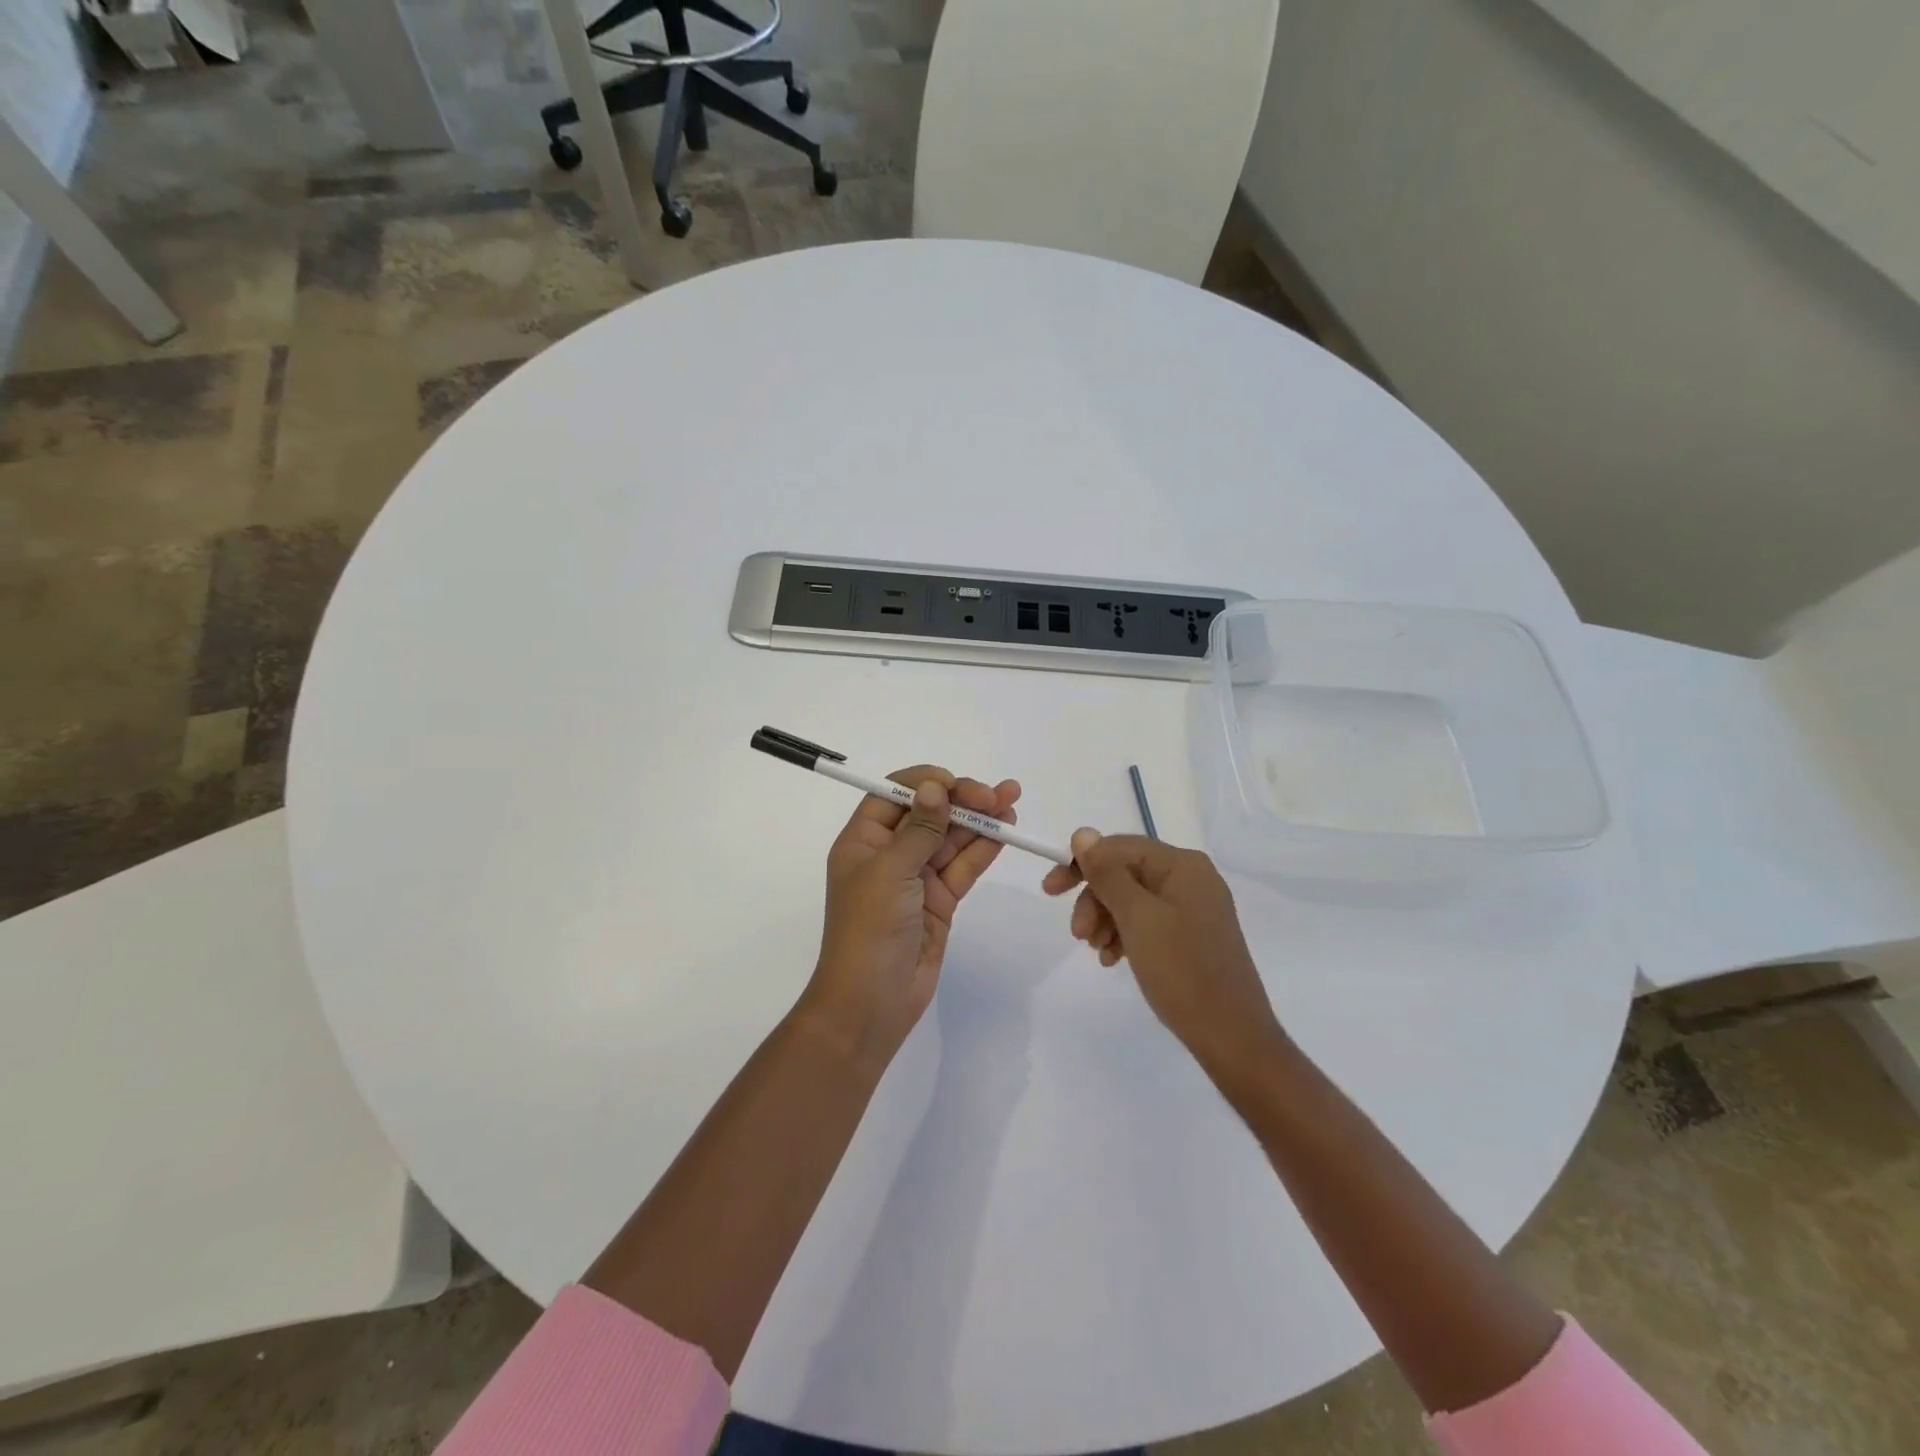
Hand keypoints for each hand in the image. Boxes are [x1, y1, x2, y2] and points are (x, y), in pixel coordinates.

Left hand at [803, 766, 1020, 1063]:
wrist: (870, 1004)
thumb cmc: (869, 930)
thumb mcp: (889, 872)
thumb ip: (919, 829)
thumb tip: (934, 787)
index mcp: (863, 840)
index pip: (895, 794)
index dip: (927, 783)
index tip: (958, 785)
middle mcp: (889, 853)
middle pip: (929, 813)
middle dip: (963, 799)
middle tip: (999, 795)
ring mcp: (916, 878)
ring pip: (951, 838)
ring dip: (980, 821)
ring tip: (1012, 803)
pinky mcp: (939, 901)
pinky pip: (963, 867)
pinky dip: (983, 849)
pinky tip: (1005, 832)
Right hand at [1042, 830, 1285, 1087]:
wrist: (1231, 1036)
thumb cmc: (1182, 970)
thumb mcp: (1137, 917)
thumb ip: (1107, 873)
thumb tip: (1082, 833)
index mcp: (1183, 865)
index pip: (1120, 847)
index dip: (1081, 864)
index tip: (1050, 891)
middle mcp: (1190, 878)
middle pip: (1125, 873)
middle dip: (1095, 899)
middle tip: (1077, 933)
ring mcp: (1193, 908)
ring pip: (1132, 899)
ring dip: (1106, 919)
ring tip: (1096, 951)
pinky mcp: (1191, 936)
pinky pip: (1147, 922)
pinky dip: (1124, 935)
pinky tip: (1112, 959)